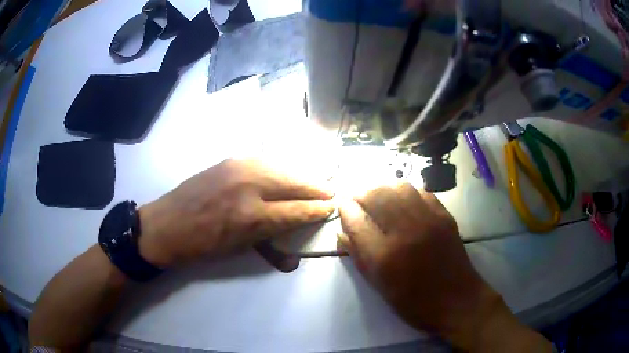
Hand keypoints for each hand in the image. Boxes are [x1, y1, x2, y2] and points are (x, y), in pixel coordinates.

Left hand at [137, 159, 334, 266]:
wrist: (167, 224)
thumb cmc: (201, 245)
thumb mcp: (237, 250)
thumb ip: (270, 247)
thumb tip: (295, 259)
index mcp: (251, 216)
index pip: (296, 210)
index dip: (317, 209)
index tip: (331, 207)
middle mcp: (249, 186)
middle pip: (294, 182)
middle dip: (316, 188)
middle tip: (330, 192)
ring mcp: (238, 167)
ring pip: (281, 167)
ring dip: (300, 175)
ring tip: (313, 183)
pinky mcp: (230, 160)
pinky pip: (265, 161)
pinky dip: (281, 168)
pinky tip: (285, 174)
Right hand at [338, 183, 550, 351]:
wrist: (457, 300)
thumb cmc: (414, 302)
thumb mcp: (379, 286)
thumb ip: (358, 256)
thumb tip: (342, 231)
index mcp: (385, 256)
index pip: (355, 219)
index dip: (345, 210)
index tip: (343, 207)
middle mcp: (406, 232)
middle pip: (376, 195)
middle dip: (361, 194)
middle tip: (359, 201)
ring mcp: (428, 220)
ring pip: (399, 187)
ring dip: (383, 188)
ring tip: (379, 198)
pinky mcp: (444, 216)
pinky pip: (421, 192)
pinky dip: (406, 192)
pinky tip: (403, 202)